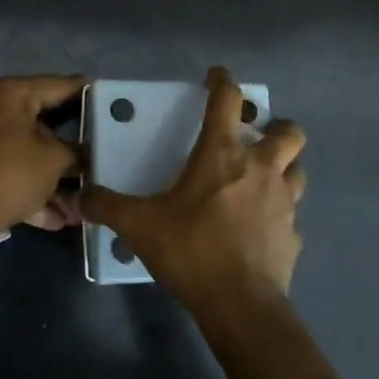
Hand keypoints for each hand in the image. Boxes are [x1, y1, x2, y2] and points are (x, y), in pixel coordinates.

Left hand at [0, 75, 84, 244]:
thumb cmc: (9, 175)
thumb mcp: (54, 161)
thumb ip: (76, 151)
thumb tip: (86, 154)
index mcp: (10, 94)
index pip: (59, 85)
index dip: (87, 94)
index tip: (111, 101)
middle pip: (42, 120)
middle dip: (72, 143)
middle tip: (101, 146)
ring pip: (27, 151)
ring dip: (54, 175)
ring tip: (83, 197)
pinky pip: (10, 170)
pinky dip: (32, 188)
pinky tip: (58, 217)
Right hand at [82, 67, 306, 317]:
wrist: (240, 303)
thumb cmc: (191, 250)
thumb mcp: (140, 226)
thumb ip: (108, 206)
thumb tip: (79, 197)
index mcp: (223, 154)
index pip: (229, 100)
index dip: (223, 81)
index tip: (217, 75)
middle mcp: (261, 168)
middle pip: (288, 131)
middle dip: (276, 126)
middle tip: (255, 138)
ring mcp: (284, 201)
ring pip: (298, 169)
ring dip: (285, 166)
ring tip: (264, 177)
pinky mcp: (294, 234)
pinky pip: (292, 214)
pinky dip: (280, 213)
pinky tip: (262, 226)